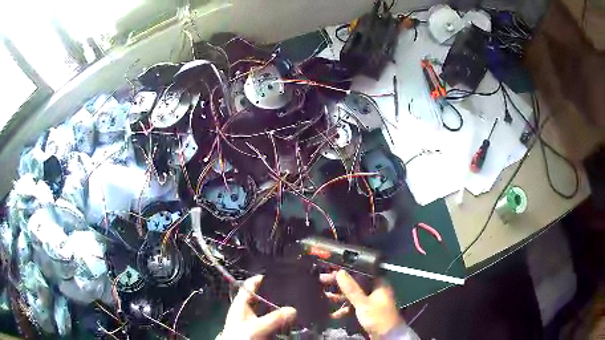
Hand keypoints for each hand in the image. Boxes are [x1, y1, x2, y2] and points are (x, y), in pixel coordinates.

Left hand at [220, 275, 296, 338]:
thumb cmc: (243, 335)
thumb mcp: (260, 326)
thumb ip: (276, 318)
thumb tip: (293, 310)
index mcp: (240, 304)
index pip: (248, 286)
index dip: (258, 279)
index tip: (272, 274)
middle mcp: (245, 310)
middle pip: (258, 298)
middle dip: (272, 294)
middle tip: (287, 290)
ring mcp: (250, 321)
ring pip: (264, 310)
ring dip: (276, 309)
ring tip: (291, 305)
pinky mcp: (256, 330)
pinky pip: (268, 321)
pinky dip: (277, 320)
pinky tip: (286, 321)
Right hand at [321, 270, 403, 337]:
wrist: (387, 335)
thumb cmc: (377, 316)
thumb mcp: (362, 302)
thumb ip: (351, 288)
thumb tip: (340, 272)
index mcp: (379, 283)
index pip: (361, 272)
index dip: (346, 271)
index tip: (332, 272)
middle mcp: (376, 290)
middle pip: (355, 284)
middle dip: (340, 285)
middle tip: (323, 281)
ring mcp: (372, 301)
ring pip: (353, 296)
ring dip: (340, 297)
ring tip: (325, 296)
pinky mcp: (368, 311)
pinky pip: (354, 306)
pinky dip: (345, 309)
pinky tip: (333, 314)